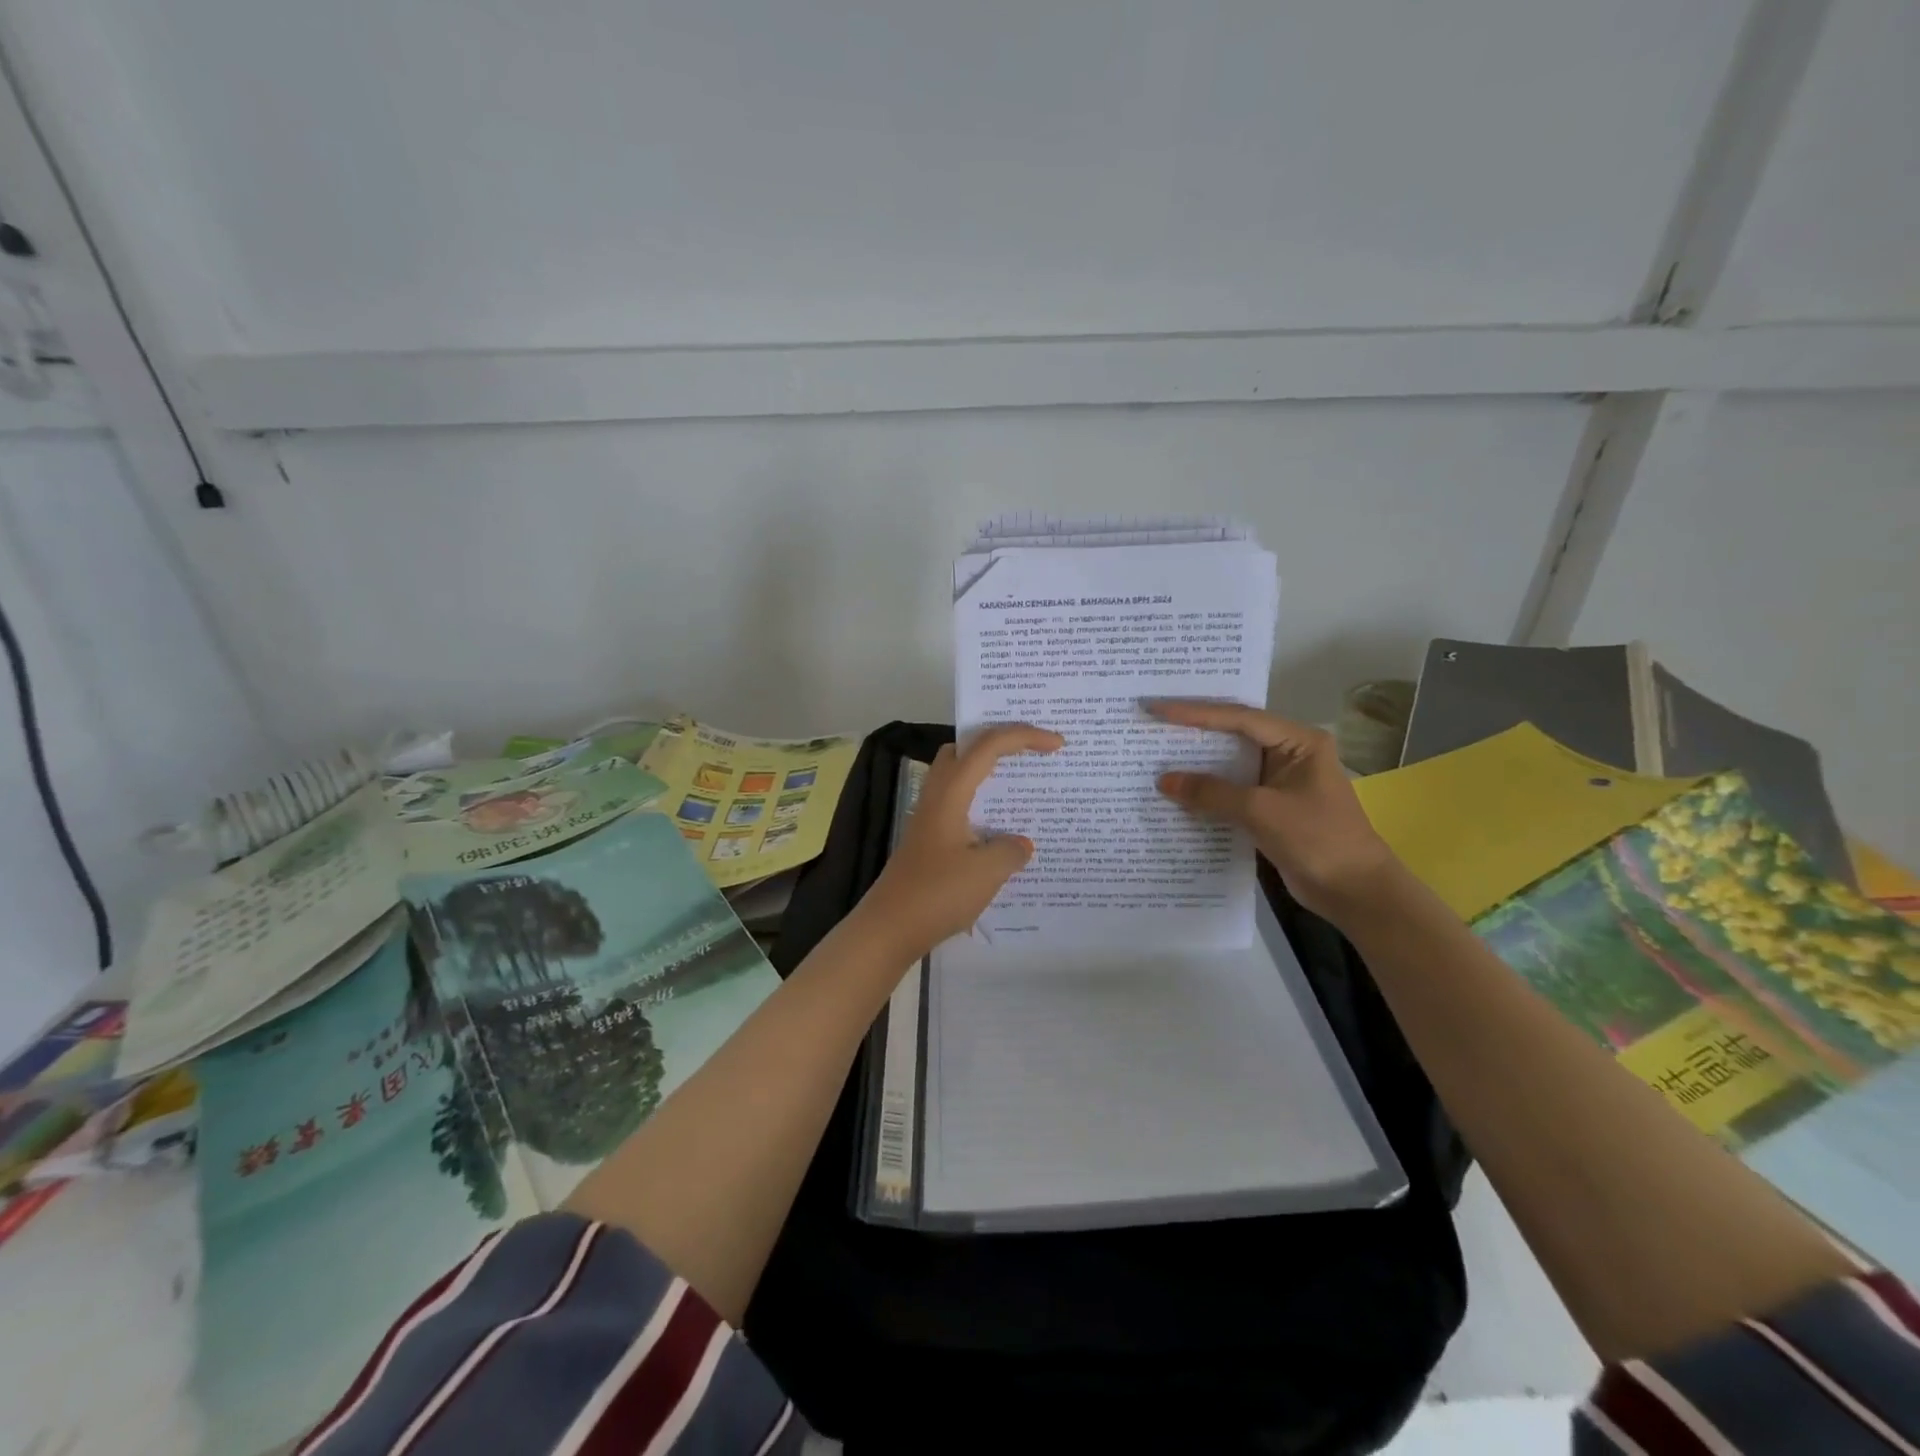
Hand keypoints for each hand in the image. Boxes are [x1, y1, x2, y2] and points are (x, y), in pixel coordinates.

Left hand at [853, 725, 1063, 962]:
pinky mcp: (929, 840)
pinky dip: (983, 803)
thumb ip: (1011, 850)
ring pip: (960, 776)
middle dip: (999, 741)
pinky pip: (960, 804)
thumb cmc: (937, 894)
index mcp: (950, 793)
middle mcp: (937, 796)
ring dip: (989, 773)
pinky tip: (1002, 831)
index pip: (988, 745)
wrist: (889, 928)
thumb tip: (1020, 843)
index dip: (1024, 736)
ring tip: (1022, 786)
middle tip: (1031, 752)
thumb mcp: (987, 872)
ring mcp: (930, 818)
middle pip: (965, 749)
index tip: (1057, 744)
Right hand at [1149, 701, 1398, 924]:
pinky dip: (1206, 792)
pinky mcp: (1269, 808)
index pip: (1239, 719)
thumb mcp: (1261, 811)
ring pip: (1229, 765)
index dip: (1196, 713)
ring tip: (1155, 753)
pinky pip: (1231, 791)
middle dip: (1193, 732)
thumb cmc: (1317, 839)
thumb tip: (1164, 781)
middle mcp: (1288, 754)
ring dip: (1197, 764)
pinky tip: (1177, 792)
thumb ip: (1211, 793)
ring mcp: (1278, 782)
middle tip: (1152, 723)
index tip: (1158, 709)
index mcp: (1298, 741)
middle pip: (1233, 735)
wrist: (1354, 891)